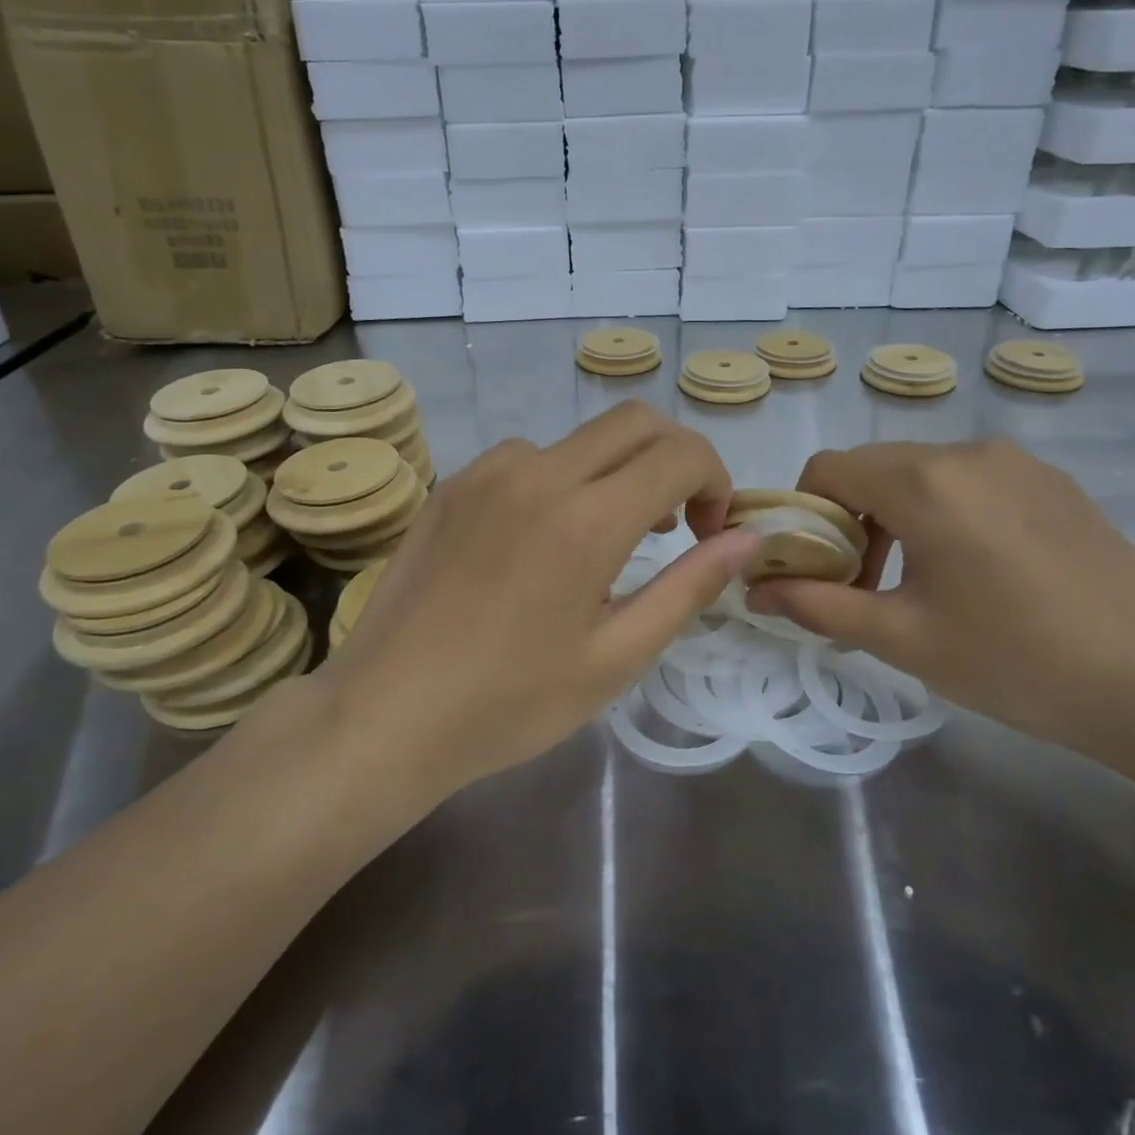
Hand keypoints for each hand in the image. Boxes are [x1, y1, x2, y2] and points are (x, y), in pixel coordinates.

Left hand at [290, 403, 758, 790]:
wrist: (387, 713)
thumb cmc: (511, 702)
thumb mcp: (617, 656)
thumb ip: (689, 587)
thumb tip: (748, 540)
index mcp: (586, 519)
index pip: (680, 453)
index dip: (715, 481)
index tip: (708, 533)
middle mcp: (539, 473)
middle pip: (635, 421)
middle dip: (675, 458)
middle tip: (675, 523)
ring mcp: (488, 471)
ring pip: (582, 439)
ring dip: (616, 471)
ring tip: (606, 540)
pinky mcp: (454, 482)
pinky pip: (528, 457)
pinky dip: (562, 479)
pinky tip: (543, 540)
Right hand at [745, 440, 1134, 759]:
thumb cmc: (1015, 661)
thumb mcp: (902, 638)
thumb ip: (817, 605)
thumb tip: (754, 589)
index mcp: (924, 482)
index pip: (827, 467)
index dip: (804, 512)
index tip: (818, 567)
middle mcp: (966, 451)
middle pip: (873, 467)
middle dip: (850, 519)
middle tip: (866, 585)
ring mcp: (1015, 460)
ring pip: (921, 472)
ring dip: (896, 515)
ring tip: (919, 581)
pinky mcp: (1050, 479)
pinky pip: (969, 479)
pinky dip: (944, 510)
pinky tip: (976, 569)